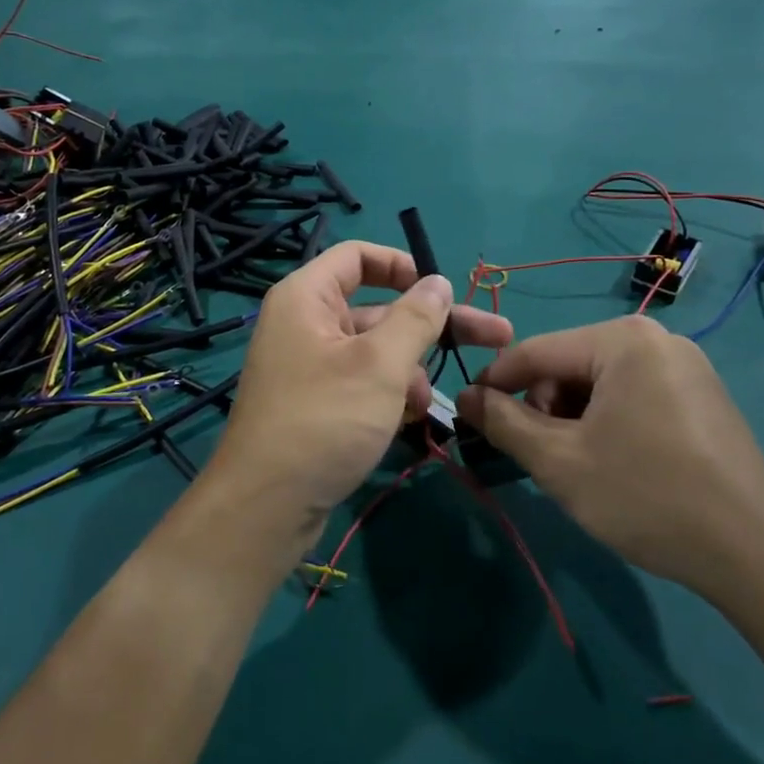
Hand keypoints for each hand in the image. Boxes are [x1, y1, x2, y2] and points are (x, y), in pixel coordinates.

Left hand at [204, 242, 511, 546]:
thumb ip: (416, 318)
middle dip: (432, 326)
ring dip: (410, 369)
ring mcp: (309, 365)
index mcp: (306, 297)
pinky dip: (389, 393)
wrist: (267, 506)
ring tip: (430, 404)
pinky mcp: (316, 402)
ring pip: (374, 350)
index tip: (444, 289)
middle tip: (497, 337)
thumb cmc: (324, 420)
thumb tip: (438, 281)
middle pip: (377, 307)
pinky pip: (361, 381)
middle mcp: (304, 323)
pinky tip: (412, 418)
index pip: (357, 256)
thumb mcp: (380, 365)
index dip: (403, 265)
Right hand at [455, 315, 763, 590]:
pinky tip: (616, 465)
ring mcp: (686, 367)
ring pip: (599, 384)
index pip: (534, 351)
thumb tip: (463, 396)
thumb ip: (502, 422)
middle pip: (569, 366)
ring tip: (579, 467)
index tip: (467, 414)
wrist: (756, 555)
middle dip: (544, 409)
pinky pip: (633, 396)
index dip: (494, 383)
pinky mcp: (702, 396)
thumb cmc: (647, 496)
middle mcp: (656, 339)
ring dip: (574, 420)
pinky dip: (608, 423)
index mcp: (622, 340)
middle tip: (542, 458)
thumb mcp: (559, 461)